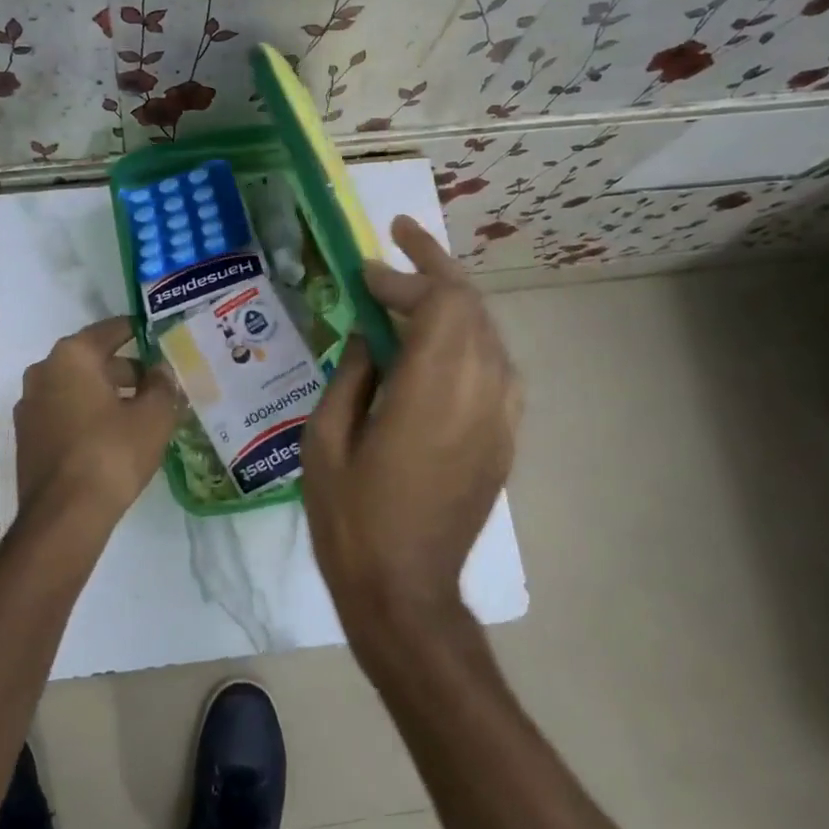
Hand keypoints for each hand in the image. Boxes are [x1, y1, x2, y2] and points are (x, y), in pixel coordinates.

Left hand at [13, 317, 178, 545]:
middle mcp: (43, 372)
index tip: (159, 336)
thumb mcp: (153, 416)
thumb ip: (162, 385)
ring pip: (77, 388)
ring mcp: (30, 406)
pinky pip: (64, 412)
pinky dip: (88, 415)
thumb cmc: (112, 453)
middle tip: (158, 383)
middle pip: (92, 360)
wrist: (64, 516)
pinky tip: (114, 435)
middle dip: (126, 370)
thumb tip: (161, 370)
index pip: (110, 330)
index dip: (138, 331)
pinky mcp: (27, 437)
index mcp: (72, 356)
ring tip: (141, 412)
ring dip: (107, 394)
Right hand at [302, 215, 521, 628]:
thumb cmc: (352, 519)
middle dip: (435, 265)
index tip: (363, 272)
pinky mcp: (503, 437)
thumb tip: (368, 335)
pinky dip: (468, 335)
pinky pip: (495, 365)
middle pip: (471, 306)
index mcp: (432, 393)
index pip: (436, 305)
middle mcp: (479, 394)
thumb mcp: (325, 440)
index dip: (401, 278)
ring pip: (489, 331)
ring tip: (417, 277)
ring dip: (454, 297)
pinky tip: (439, 338)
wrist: (406, 592)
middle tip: (401, 236)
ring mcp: (499, 417)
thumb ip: (350, 375)